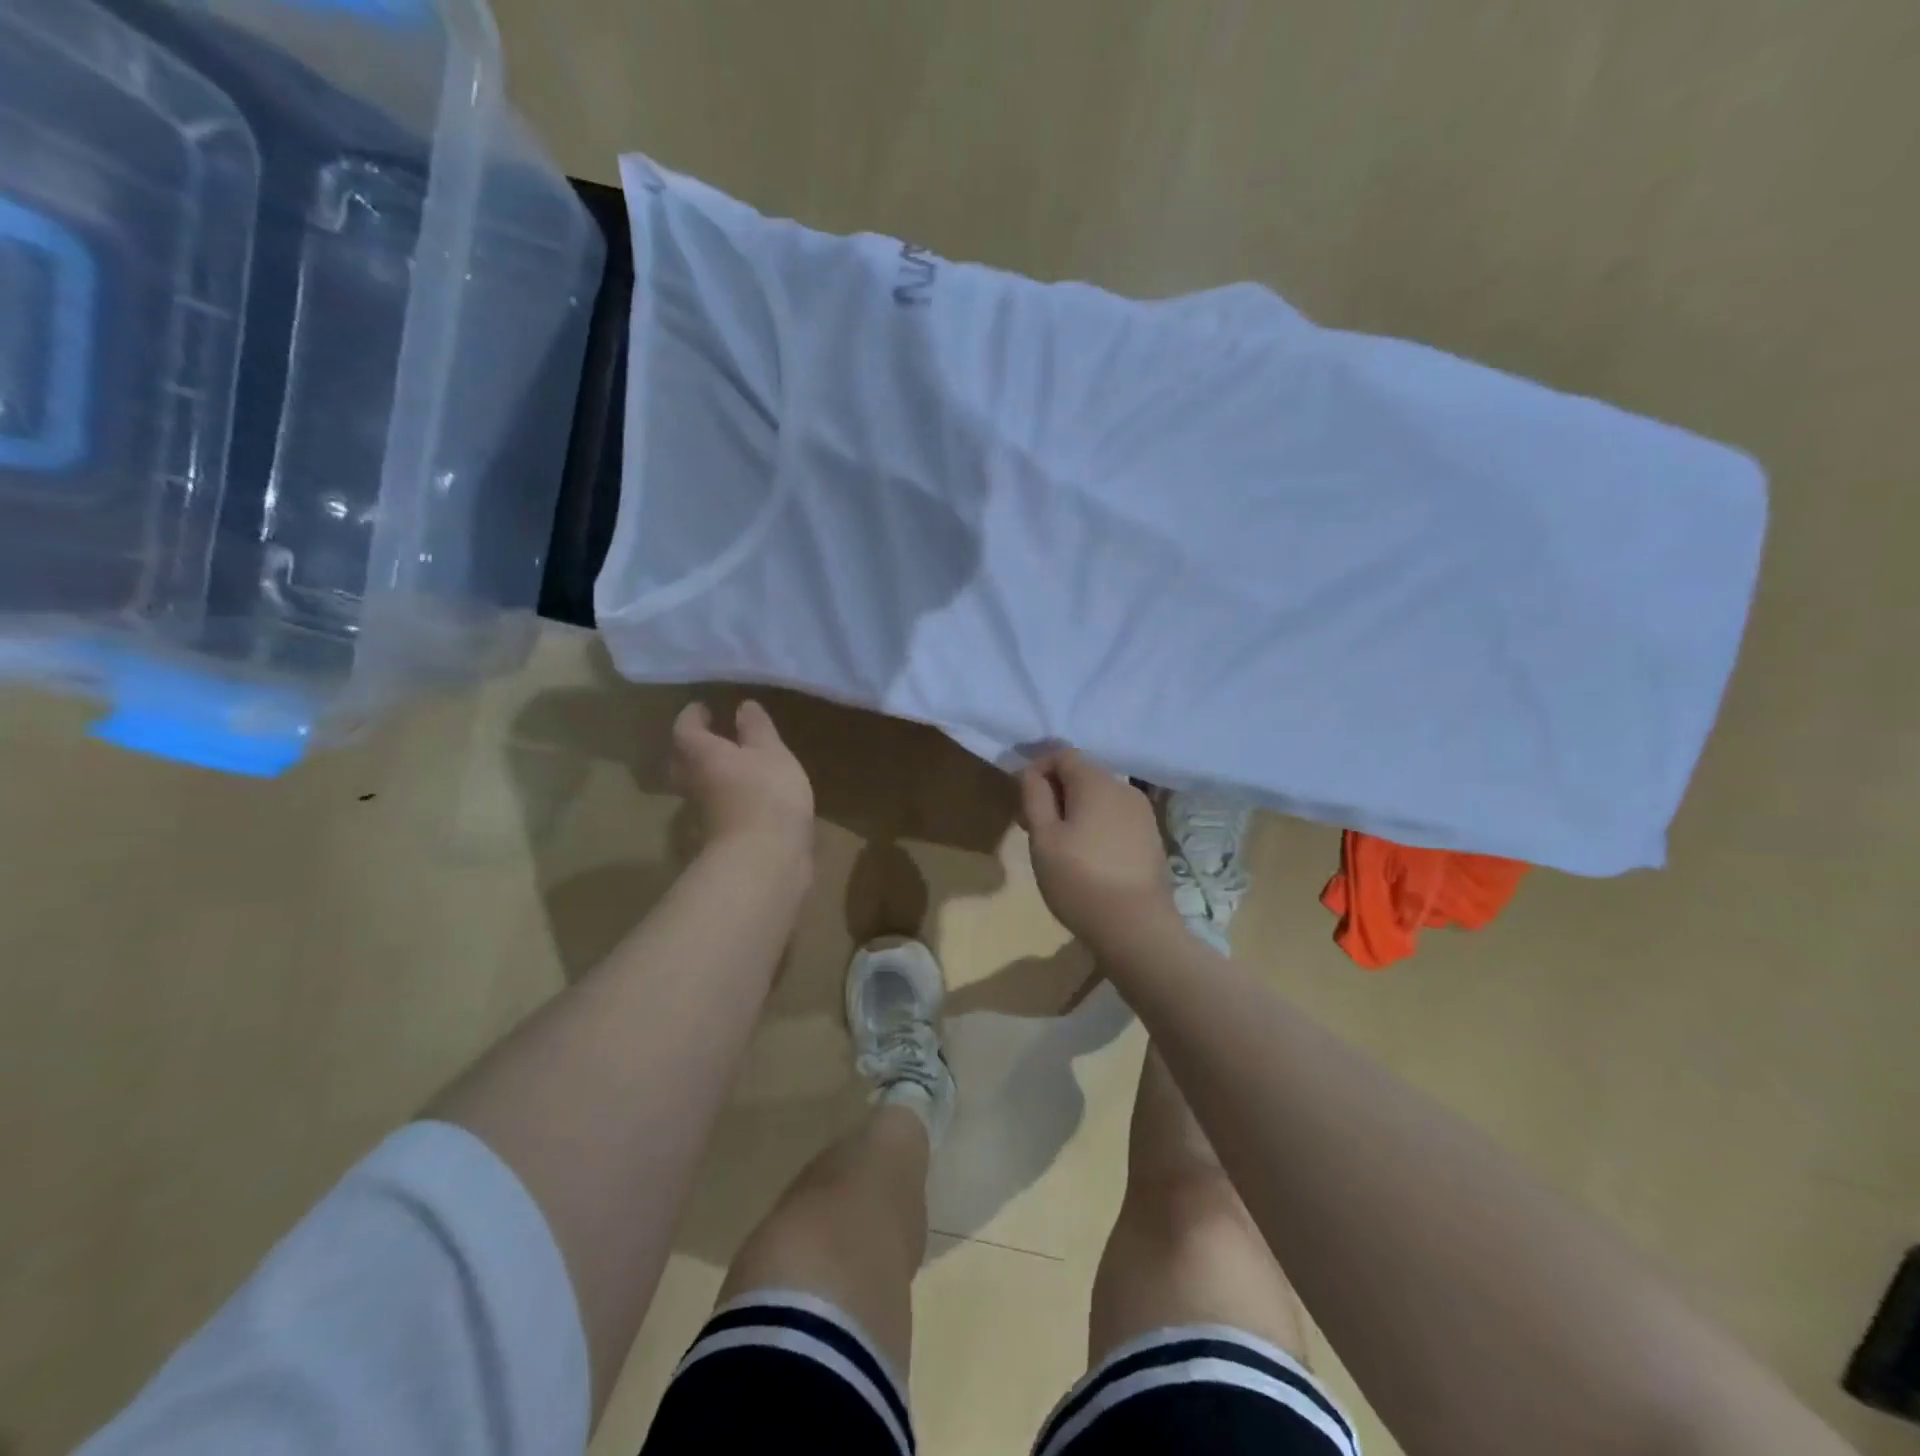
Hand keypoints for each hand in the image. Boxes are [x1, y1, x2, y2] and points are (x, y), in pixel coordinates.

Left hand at [671, 699, 815, 864]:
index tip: (706, 707)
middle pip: (682, 759)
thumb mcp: (770, 752)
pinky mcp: (719, 835)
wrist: (765, 860)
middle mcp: (692, 781)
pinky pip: (715, 806)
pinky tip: (747, 795)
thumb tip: (742, 706)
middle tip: (712, 734)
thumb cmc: (766, 794)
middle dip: (694, 745)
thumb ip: (756, 729)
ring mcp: (703, 813)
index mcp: (699, 754)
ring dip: (709, 772)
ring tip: (734, 762)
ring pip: (697, 784)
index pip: (685, 727)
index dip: (694, 715)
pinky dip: (725, 796)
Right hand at [1020, 749, 1179, 950]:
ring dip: (1076, 810)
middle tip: (1035, 828)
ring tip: (1061, 846)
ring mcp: (1143, 813)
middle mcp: (1124, 788)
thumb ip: (1035, 797)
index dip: (1038, 770)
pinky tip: (1089, 858)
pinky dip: (1097, 825)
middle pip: (1083, 774)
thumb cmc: (1080, 880)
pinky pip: (1116, 818)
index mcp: (1097, 782)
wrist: (1137, 928)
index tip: (1024, 802)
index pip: (1063, 754)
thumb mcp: (1043, 838)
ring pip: (1100, 797)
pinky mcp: (1152, 837)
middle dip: (1056, 792)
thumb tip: (1033, 772)